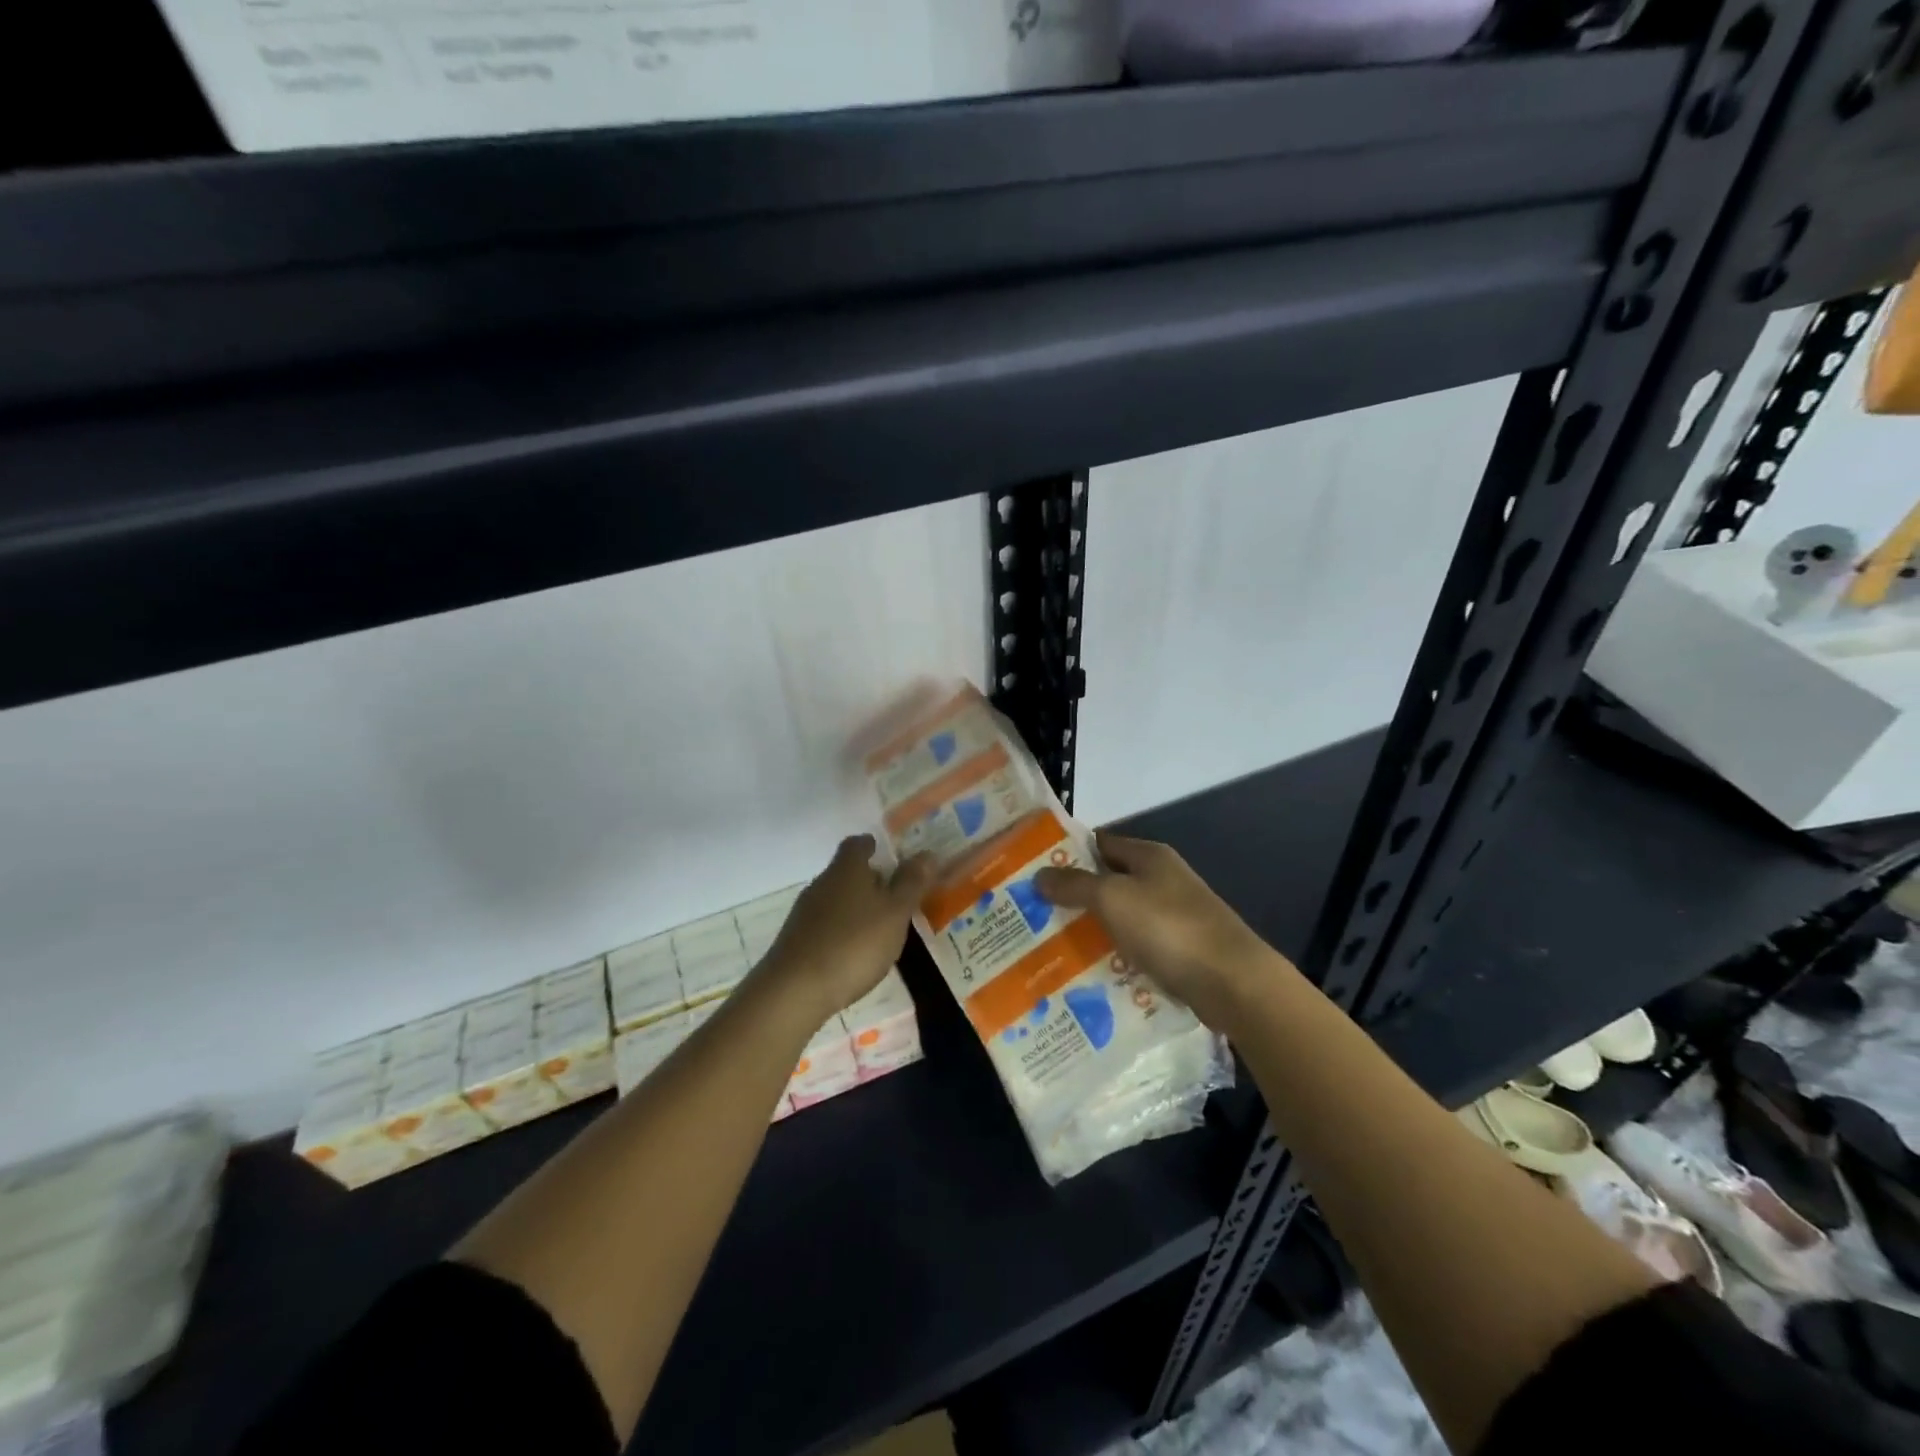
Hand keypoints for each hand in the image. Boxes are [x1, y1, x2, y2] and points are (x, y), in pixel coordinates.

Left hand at [764, 835, 933, 1021]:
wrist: (795, 990)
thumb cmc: (854, 944)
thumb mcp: (894, 914)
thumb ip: (911, 884)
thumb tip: (927, 853)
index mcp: (846, 869)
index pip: (858, 844)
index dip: (874, 847)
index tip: (891, 857)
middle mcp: (822, 883)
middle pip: (846, 872)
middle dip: (870, 881)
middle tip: (896, 898)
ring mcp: (804, 912)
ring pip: (836, 900)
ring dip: (856, 908)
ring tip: (880, 928)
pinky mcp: (796, 940)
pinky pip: (825, 925)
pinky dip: (842, 931)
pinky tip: (854, 953)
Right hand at [1035, 831, 1282, 1029]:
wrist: (1233, 982)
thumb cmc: (1169, 928)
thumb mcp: (1112, 898)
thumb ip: (1075, 884)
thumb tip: (1040, 874)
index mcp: (1148, 856)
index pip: (1099, 843)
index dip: (1067, 853)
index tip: (1032, 871)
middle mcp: (1162, 879)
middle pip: (1108, 881)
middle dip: (1074, 896)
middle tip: (1034, 913)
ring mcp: (1173, 916)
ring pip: (1121, 917)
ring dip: (1092, 929)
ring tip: (1052, 946)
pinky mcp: (1179, 950)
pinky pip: (1136, 947)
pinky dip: (1115, 955)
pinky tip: (1090, 972)